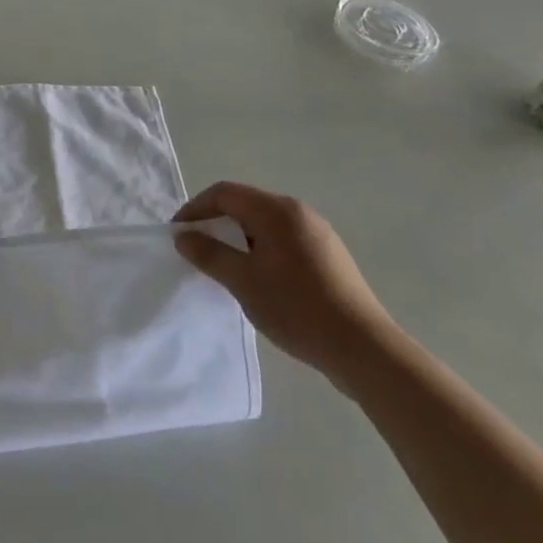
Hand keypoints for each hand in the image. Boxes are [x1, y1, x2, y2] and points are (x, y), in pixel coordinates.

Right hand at [173, 182, 394, 389]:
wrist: (363, 349)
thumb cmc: (297, 308)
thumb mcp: (243, 281)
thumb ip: (209, 254)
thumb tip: (184, 236)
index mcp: (277, 210)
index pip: (224, 193)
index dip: (195, 209)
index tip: (178, 235)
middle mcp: (299, 212)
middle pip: (245, 205)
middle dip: (216, 223)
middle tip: (197, 251)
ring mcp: (318, 234)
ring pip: (264, 224)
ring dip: (238, 239)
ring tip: (224, 267)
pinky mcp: (328, 256)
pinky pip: (283, 240)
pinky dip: (260, 250)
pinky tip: (258, 279)